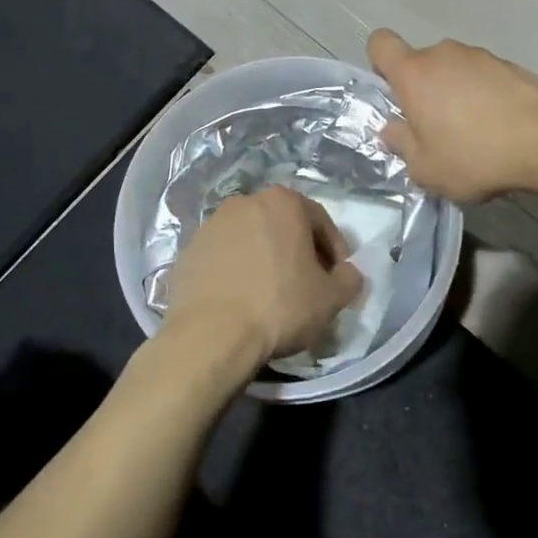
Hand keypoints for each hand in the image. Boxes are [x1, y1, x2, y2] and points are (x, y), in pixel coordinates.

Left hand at [162, 185, 364, 365]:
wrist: (210, 336)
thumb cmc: (280, 307)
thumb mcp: (331, 298)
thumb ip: (349, 279)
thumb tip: (349, 273)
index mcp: (282, 202)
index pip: (320, 221)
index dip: (334, 250)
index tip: (337, 278)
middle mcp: (244, 203)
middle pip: (283, 225)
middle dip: (298, 251)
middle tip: (308, 284)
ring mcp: (211, 225)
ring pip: (251, 239)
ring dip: (266, 260)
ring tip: (272, 294)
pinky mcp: (188, 251)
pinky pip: (224, 257)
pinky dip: (237, 272)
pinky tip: (243, 300)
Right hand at [369, 29, 537, 201]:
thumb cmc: (474, 156)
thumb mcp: (426, 168)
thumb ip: (402, 145)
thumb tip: (393, 130)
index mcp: (415, 73)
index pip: (381, 43)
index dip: (380, 64)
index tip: (395, 95)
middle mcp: (446, 54)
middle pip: (422, 63)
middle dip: (424, 90)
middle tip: (436, 129)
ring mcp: (483, 57)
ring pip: (456, 70)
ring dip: (457, 94)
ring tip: (475, 134)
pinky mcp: (514, 66)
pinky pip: (486, 79)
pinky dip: (487, 97)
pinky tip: (502, 129)